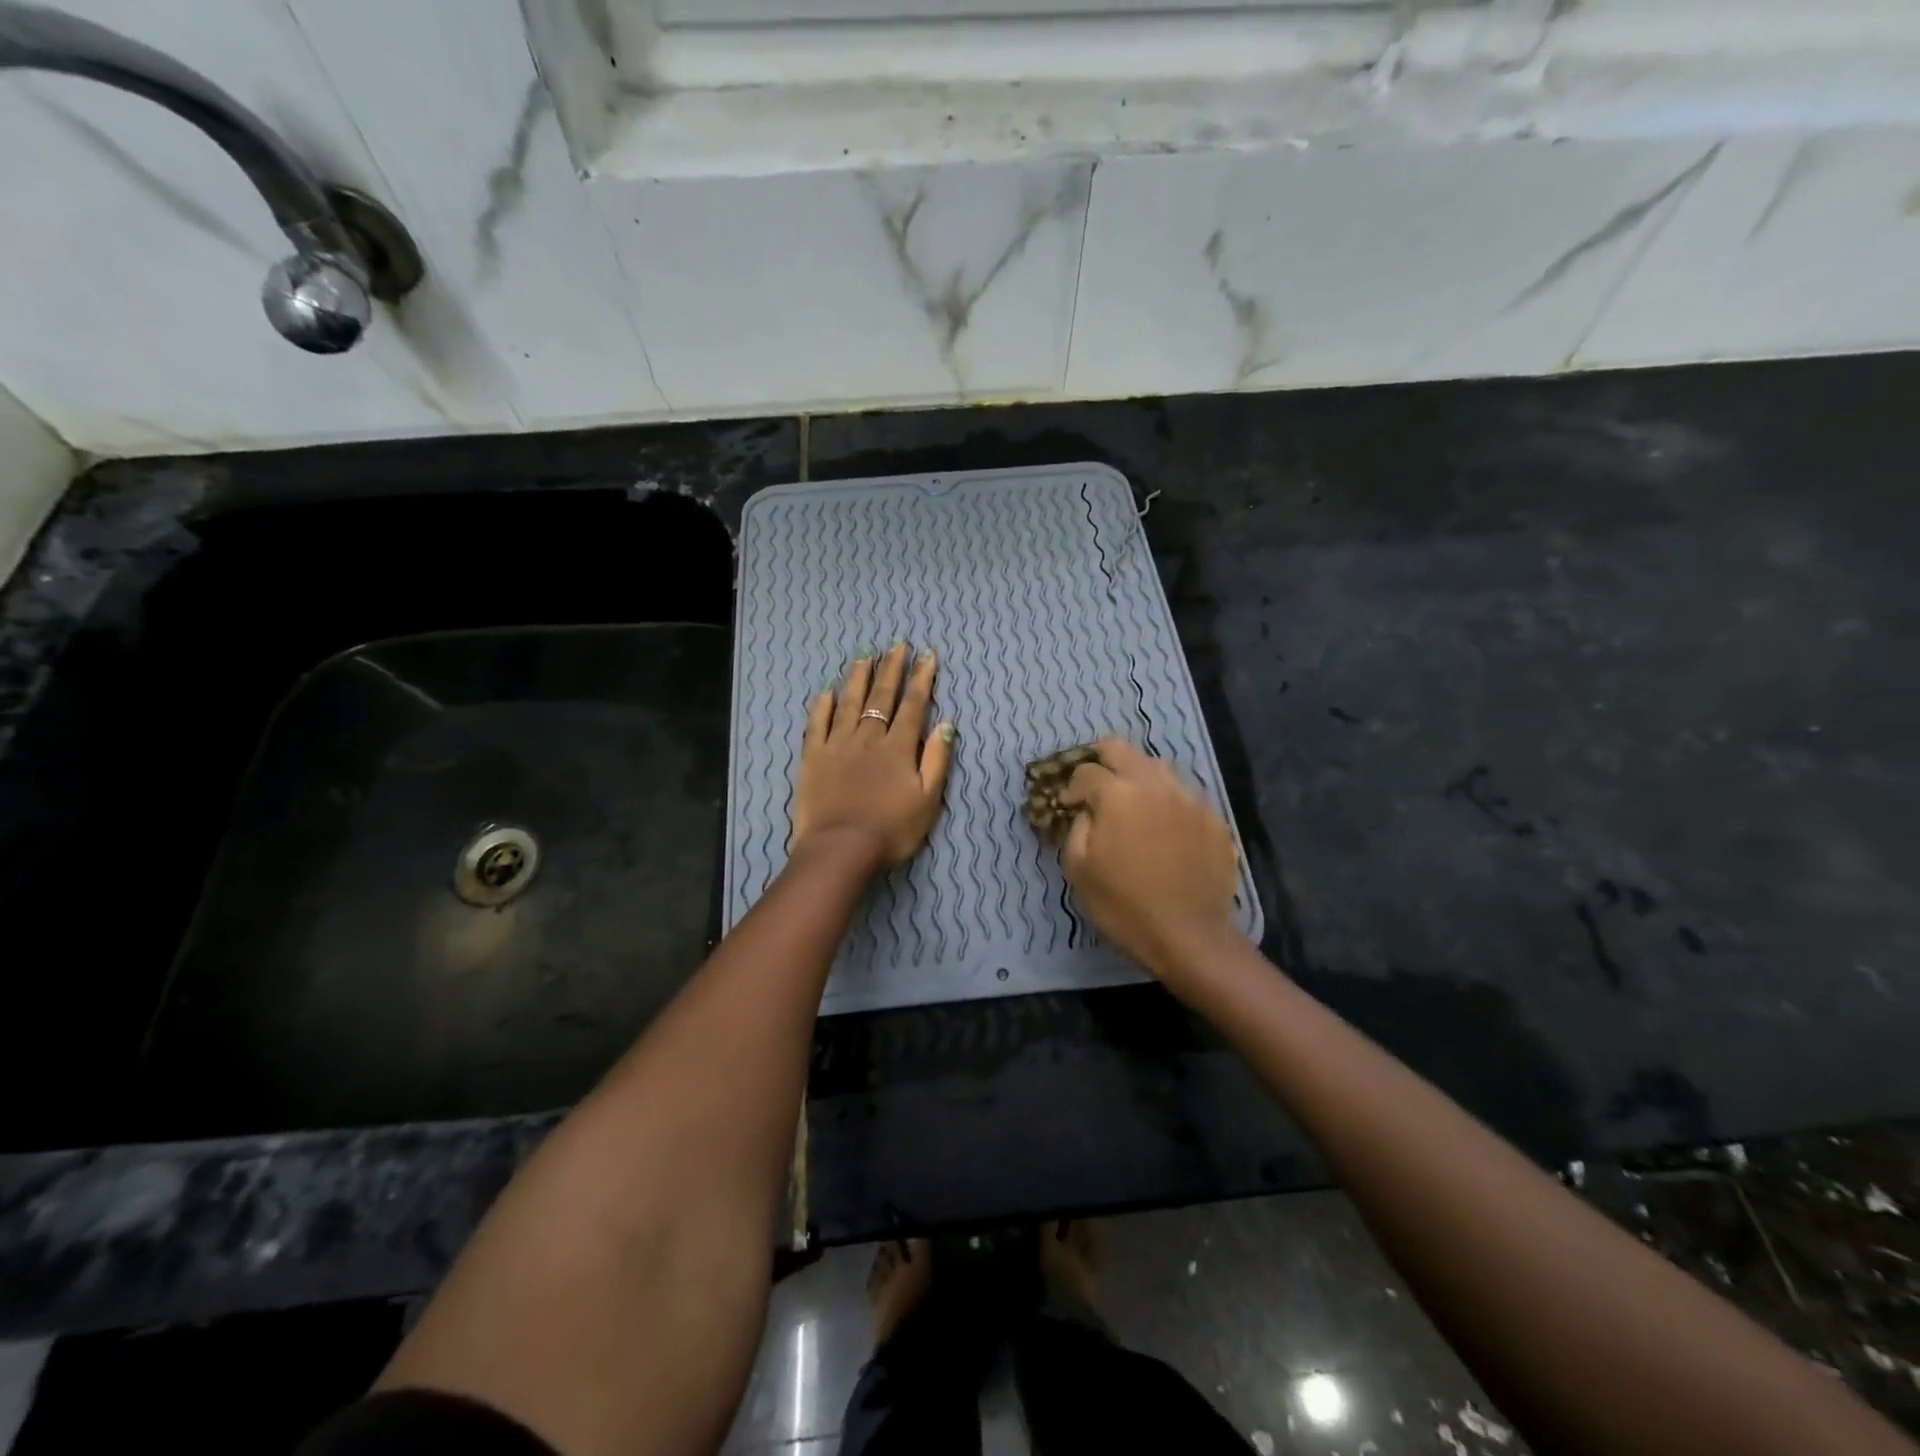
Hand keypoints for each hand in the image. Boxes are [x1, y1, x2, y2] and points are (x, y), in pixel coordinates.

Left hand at [793, 641, 954, 871]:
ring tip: (865, 656)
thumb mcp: (928, 800)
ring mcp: (837, 745)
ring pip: (849, 702)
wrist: (841, 849)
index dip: (921, 679)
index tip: (927, 656)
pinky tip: (826, 690)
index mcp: (898, 748)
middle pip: (881, 697)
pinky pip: (817, 723)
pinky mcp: (812, 757)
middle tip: (897, 644)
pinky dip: (822, 705)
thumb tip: (946, 724)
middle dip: (892, 669)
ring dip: (858, 677)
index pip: (913, 706)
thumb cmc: (891, 830)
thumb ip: (937, 759)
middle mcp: (868, 738)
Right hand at [1058, 737, 1240, 988]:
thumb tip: (1086, 810)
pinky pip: (1183, 794)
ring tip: (1132, 805)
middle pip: (1122, 749)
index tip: (1068, 806)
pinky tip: (1164, 828)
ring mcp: (1189, 798)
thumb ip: (1076, 826)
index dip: (1071, 787)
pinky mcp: (1213, 817)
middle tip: (1095, 788)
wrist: (1189, 935)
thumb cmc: (1123, 905)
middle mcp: (1155, 784)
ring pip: (1157, 766)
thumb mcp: (1078, 868)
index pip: (1086, 771)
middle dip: (1102, 762)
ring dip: (1137, 777)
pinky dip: (1166, 801)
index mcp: (1118, 794)